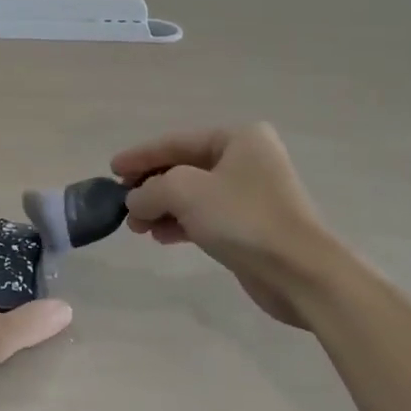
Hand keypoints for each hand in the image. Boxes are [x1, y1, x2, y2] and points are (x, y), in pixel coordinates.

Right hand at [114, 123, 337, 329]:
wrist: (299, 272)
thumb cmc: (242, 219)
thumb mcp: (185, 192)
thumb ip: (150, 190)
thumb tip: (134, 201)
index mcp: (238, 138)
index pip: (176, 142)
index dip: (140, 156)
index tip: (111, 169)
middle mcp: (247, 159)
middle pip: (184, 168)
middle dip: (151, 187)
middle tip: (123, 205)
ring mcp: (251, 194)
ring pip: (193, 195)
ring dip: (162, 209)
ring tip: (137, 228)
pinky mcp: (251, 225)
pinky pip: (206, 217)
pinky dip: (181, 224)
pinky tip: (160, 237)